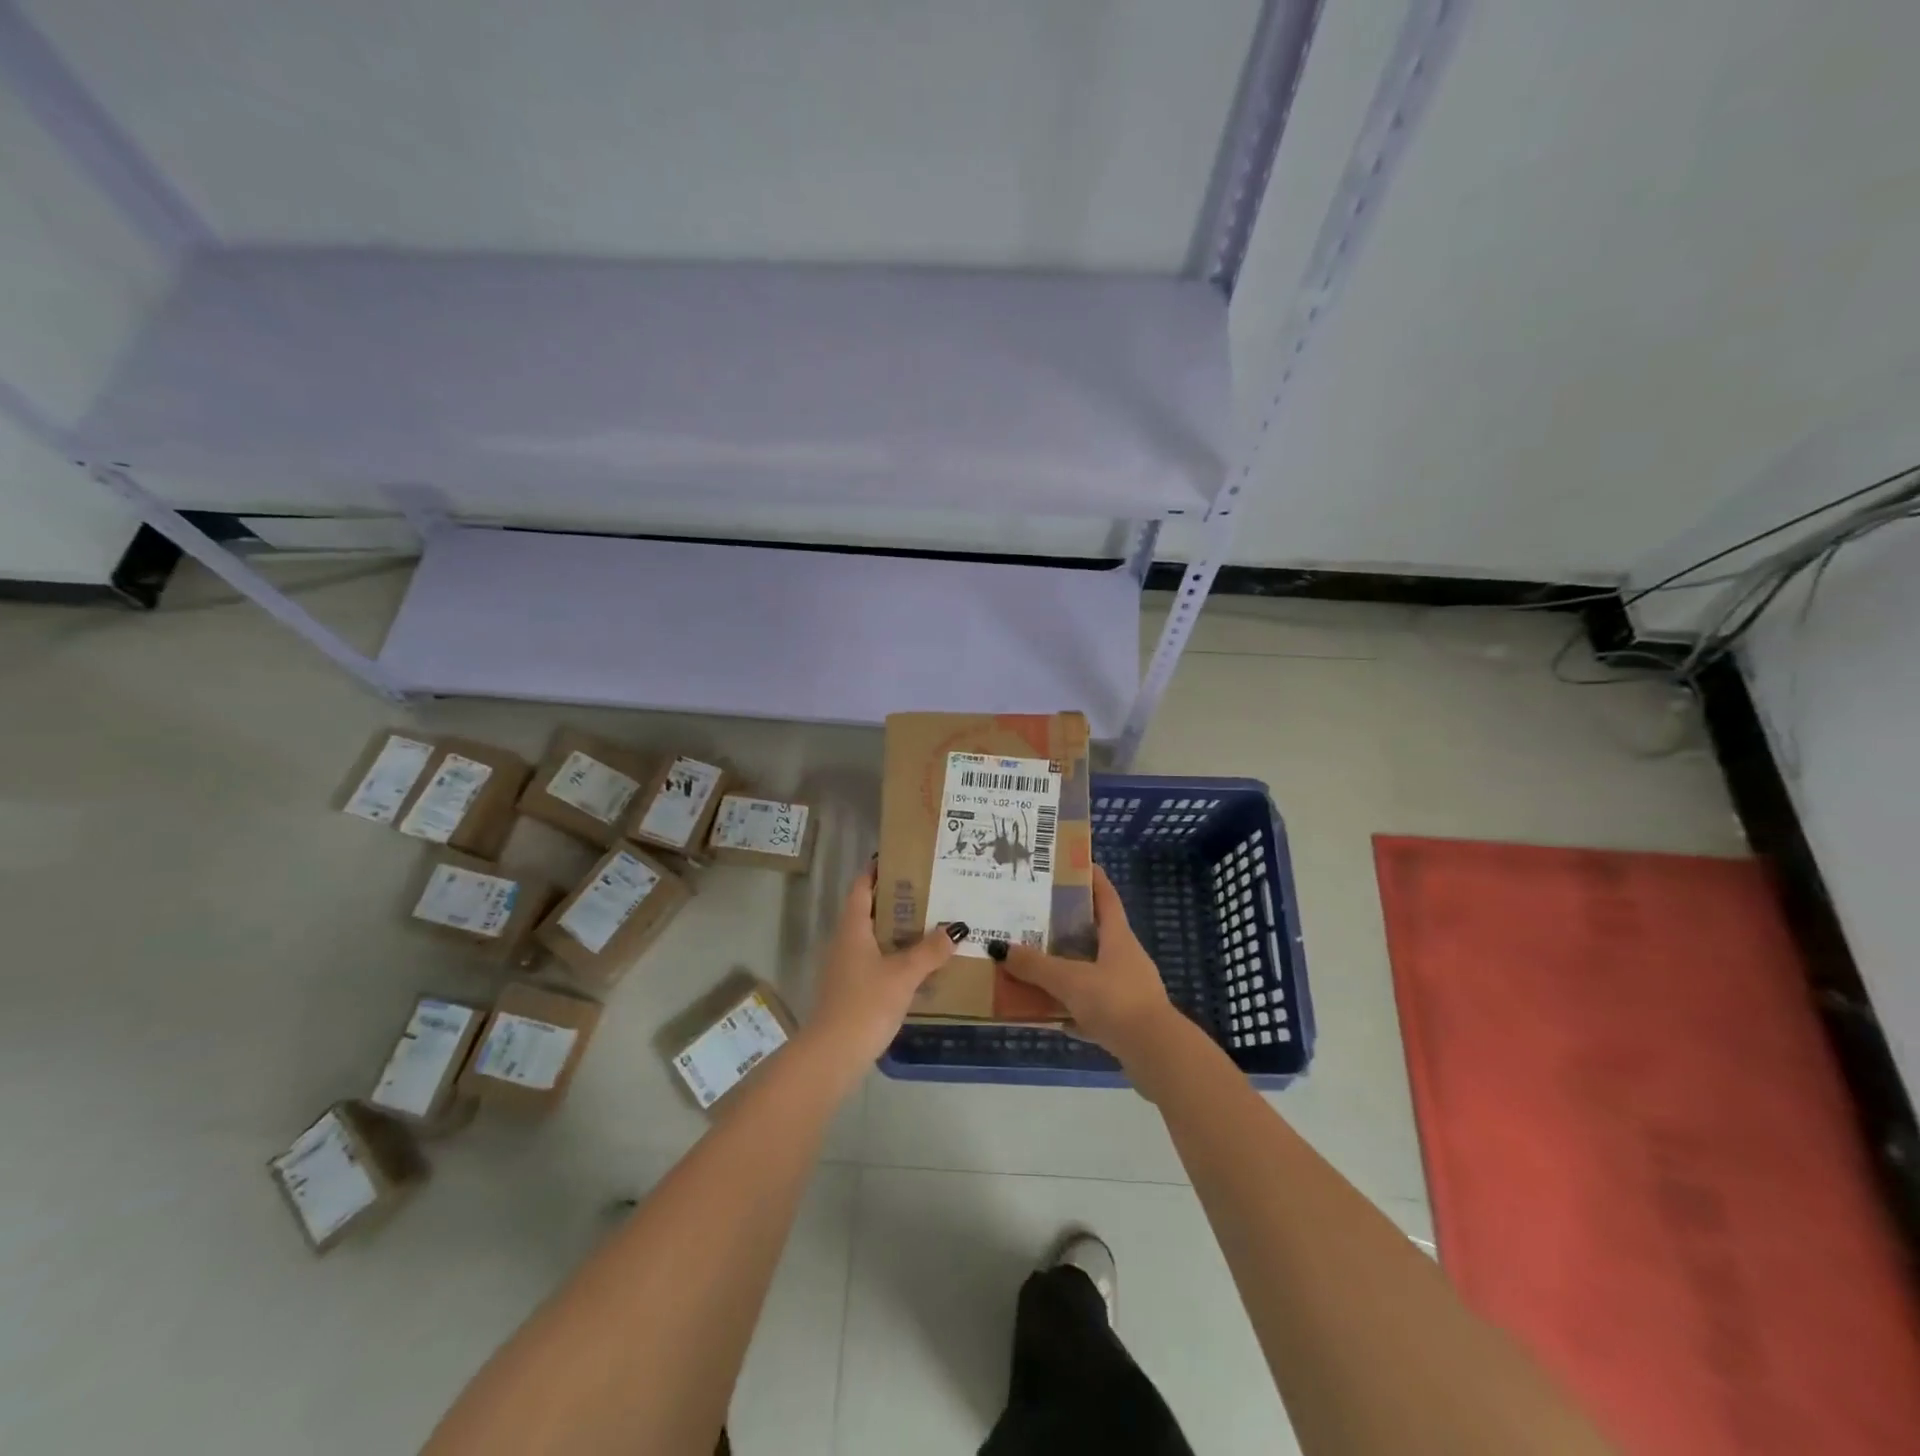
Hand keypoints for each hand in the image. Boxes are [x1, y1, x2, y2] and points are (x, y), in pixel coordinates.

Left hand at [808, 863, 963, 1064]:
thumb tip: (955, 928)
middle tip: (929, 891)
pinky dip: (894, 955)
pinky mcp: (850, 989)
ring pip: (873, 937)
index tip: (901, 859)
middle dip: (896, 900)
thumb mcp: (903, 975)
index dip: (876, 871)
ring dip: (897, 929)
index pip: (861, 888)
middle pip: (869, 910)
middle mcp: (845, 942)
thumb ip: (930, 951)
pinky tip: (918, 964)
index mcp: (852, 928)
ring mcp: (845, 967)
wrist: (833, 1055)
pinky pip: (875, 960)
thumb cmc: (865, 1004)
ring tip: (930, 924)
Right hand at [999, 866, 1178, 1063]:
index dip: (1092, 878)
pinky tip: (1046, 1014)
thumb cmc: (1115, 1001)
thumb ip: (1035, 966)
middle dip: (1066, 925)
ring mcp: (1126, 990)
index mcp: (1118, 938)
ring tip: (1032, 965)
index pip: (1106, 897)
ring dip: (1064, 969)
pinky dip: (1069, 1007)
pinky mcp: (1124, 1020)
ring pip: (1089, 971)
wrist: (1156, 1054)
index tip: (1073, 864)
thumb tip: (1000, 948)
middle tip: (1034, 917)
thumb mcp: (1070, 980)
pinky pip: (1090, 1006)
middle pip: (1094, 933)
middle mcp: (1125, 958)